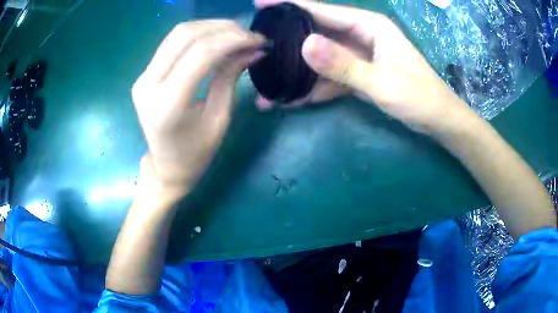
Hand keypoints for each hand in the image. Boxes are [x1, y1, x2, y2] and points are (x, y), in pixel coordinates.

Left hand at [132, 21, 264, 199]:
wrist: (165, 167)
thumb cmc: (195, 154)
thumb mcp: (219, 119)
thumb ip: (230, 77)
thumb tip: (252, 49)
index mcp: (168, 103)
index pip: (201, 53)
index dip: (233, 39)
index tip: (259, 40)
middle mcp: (149, 84)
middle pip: (186, 35)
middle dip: (223, 28)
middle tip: (250, 35)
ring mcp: (143, 76)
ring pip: (178, 33)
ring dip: (211, 27)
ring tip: (237, 34)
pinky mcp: (145, 73)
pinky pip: (172, 42)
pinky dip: (198, 34)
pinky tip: (216, 39)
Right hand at [256, 0, 474, 132]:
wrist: (437, 120)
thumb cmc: (419, 97)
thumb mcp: (383, 82)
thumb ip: (345, 64)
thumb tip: (304, 45)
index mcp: (368, 26)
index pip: (322, 9)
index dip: (290, 5)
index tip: (259, 4)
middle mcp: (359, 35)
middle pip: (316, 32)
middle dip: (286, 40)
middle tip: (256, 47)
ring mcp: (357, 55)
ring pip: (320, 57)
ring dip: (296, 71)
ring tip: (267, 86)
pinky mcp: (357, 73)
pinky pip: (330, 76)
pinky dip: (313, 88)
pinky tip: (292, 100)